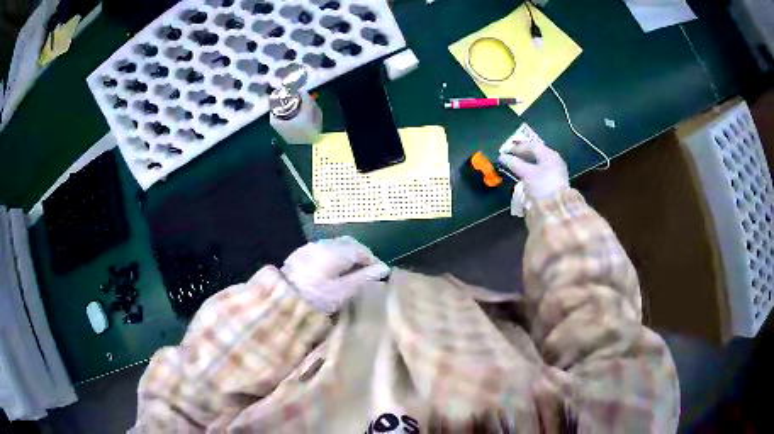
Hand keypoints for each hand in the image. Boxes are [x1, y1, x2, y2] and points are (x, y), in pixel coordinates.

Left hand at [281, 236, 389, 313]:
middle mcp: (323, 244)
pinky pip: (324, 251)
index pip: (361, 250)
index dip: (373, 261)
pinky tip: (332, 272)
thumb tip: (382, 269)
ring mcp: (310, 247)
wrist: (279, 299)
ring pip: (336, 246)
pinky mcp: (300, 254)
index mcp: (336, 252)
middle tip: (367, 273)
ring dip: (347, 256)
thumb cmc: (315, 298)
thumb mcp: (343, 292)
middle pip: (349, 244)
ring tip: (351, 274)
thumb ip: (364, 278)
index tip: (379, 274)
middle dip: (361, 256)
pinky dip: (334, 258)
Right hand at [498, 141, 568, 215]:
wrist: (557, 208)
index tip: (505, 151)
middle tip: (510, 158)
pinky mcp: (555, 182)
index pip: (531, 146)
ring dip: (527, 163)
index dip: (517, 148)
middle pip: (536, 153)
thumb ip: (514, 163)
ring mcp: (556, 171)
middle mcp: (554, 160)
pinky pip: (542, 171)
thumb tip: (502, 157)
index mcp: (549, 154)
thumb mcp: (526, 173)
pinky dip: (532, 171)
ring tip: (516, 167)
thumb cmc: (542, 185)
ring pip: (539, 163)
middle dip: (522, 155)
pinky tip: (526, 175)